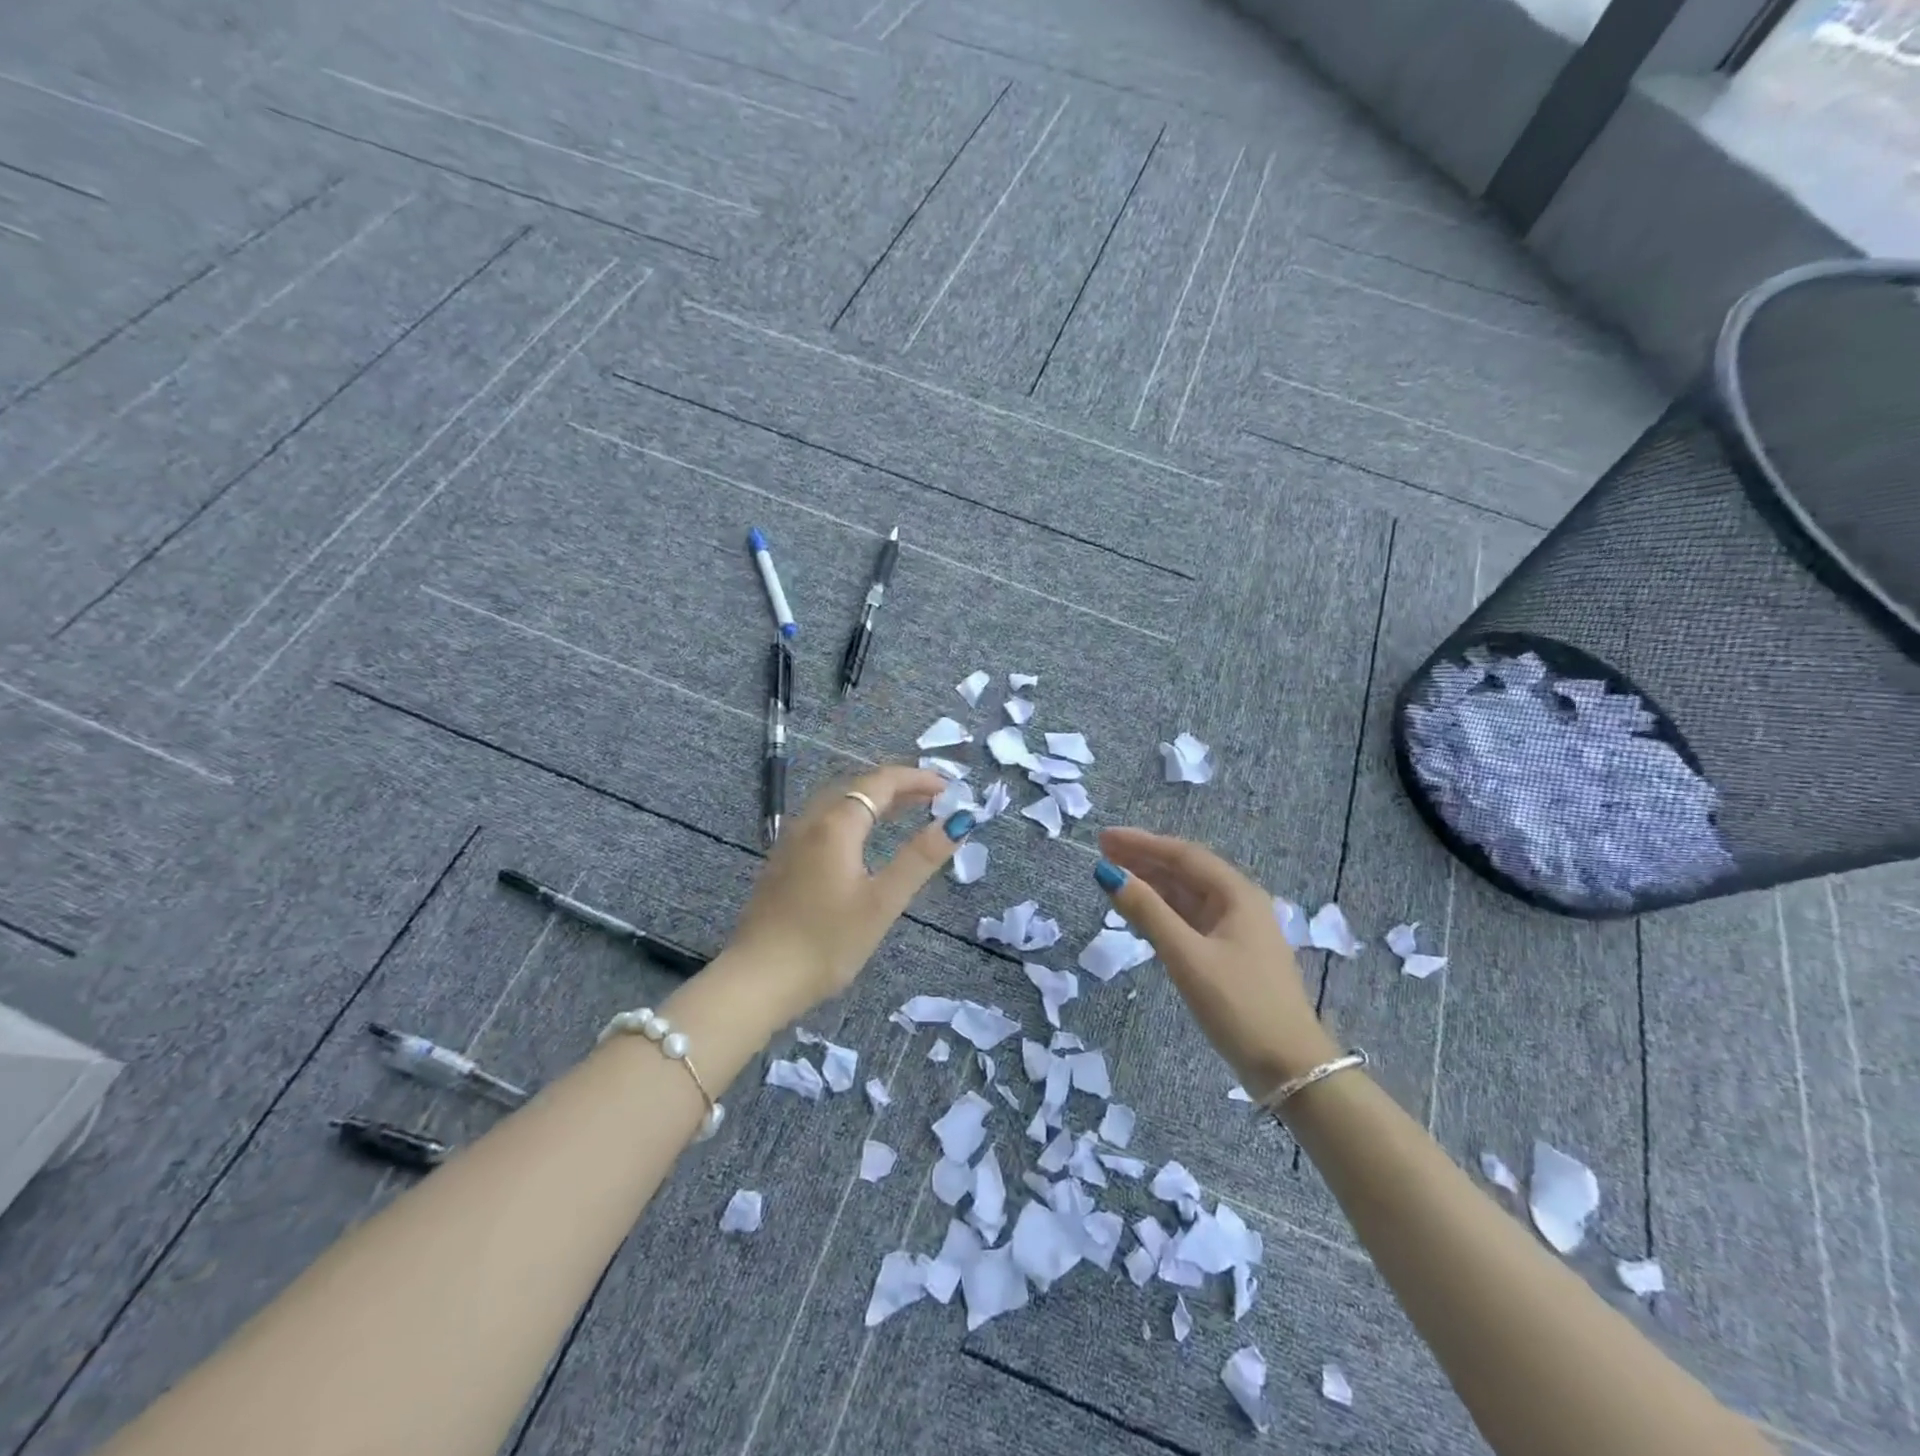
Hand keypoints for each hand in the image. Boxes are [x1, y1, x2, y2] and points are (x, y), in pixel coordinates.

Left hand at [726, 765, 975, 1012]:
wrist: (757, 981)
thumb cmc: (826, 943)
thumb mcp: (882, 902)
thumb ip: (919, 858)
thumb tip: (957, 821)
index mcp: (836, 825)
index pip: (881, 782)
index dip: (916, 779)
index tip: (948, 788)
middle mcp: (810, 822)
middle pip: (857, 786)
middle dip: (897, 786)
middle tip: (932, 798)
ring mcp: (791, 842)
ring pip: (838, 804)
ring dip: (874, 801)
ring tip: (905, 812)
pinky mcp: (782, 863)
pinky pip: (824, 822)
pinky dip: (853, 818)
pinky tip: (862, 842)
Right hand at [1093, 827, 1335, 1097]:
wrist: (1290, 1067)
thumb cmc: (1238, 1005)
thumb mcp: (1187, 956)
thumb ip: (1147, 912)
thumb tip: (1108, 874)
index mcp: (1237, 894)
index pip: (1182, 854)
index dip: (1141, 843)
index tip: (1104, 838)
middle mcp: (1239, 903)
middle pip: (1185, 870)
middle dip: (1143, 859)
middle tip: (1102, 851)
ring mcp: (1236, 929)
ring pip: (1186, 895)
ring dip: (1151, 883)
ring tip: (1113, 875)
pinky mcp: (1229, 954)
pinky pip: (1190, 919)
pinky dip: (1162, 910)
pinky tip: (1140, 911)